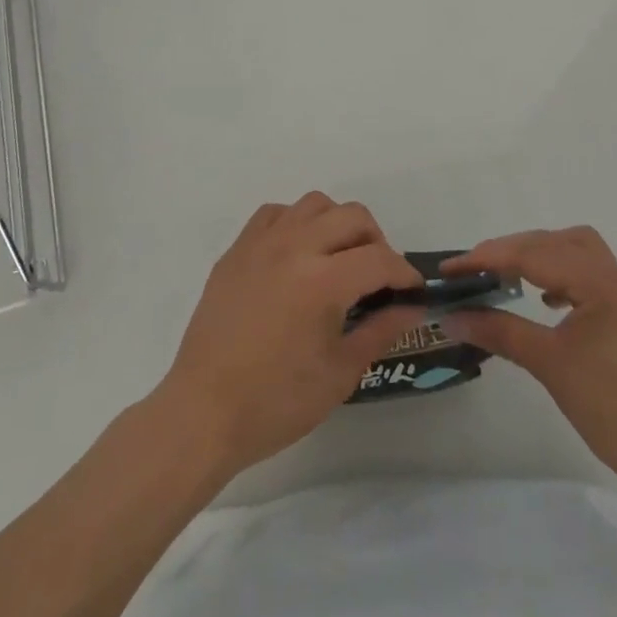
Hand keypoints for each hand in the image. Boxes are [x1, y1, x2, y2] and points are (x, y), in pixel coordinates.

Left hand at [155, 193, 426, 479]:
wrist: (204, 412)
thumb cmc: (276, 403)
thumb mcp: (339, 374)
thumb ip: (379, 330)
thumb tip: (411, 307)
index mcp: (322, 281)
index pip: (379, 259)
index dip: (404, 273)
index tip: (412, 291)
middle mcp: (294, 247)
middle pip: (352, 216)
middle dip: (376, 241)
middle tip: (378, 277)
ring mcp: (261, 243)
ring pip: (314, 204)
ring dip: (337, 224)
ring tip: (338, 260)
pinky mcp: (237, 249)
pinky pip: (275, 214)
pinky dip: (296, 223)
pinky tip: (297, 255)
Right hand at [441, 227, 616, 486]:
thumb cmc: (612, 409)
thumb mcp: (549, 365)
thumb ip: (499, 332)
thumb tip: (453, 317)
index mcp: (603, 283)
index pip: (535, 255)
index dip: (490, 257)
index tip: (453, 268)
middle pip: (556, 242)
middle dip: (512, 250)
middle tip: (475, 269)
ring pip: (576, 250)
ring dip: (539, 255)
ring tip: (507, 274)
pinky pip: (590, 272)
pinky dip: (561, 273)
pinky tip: (546, 299)